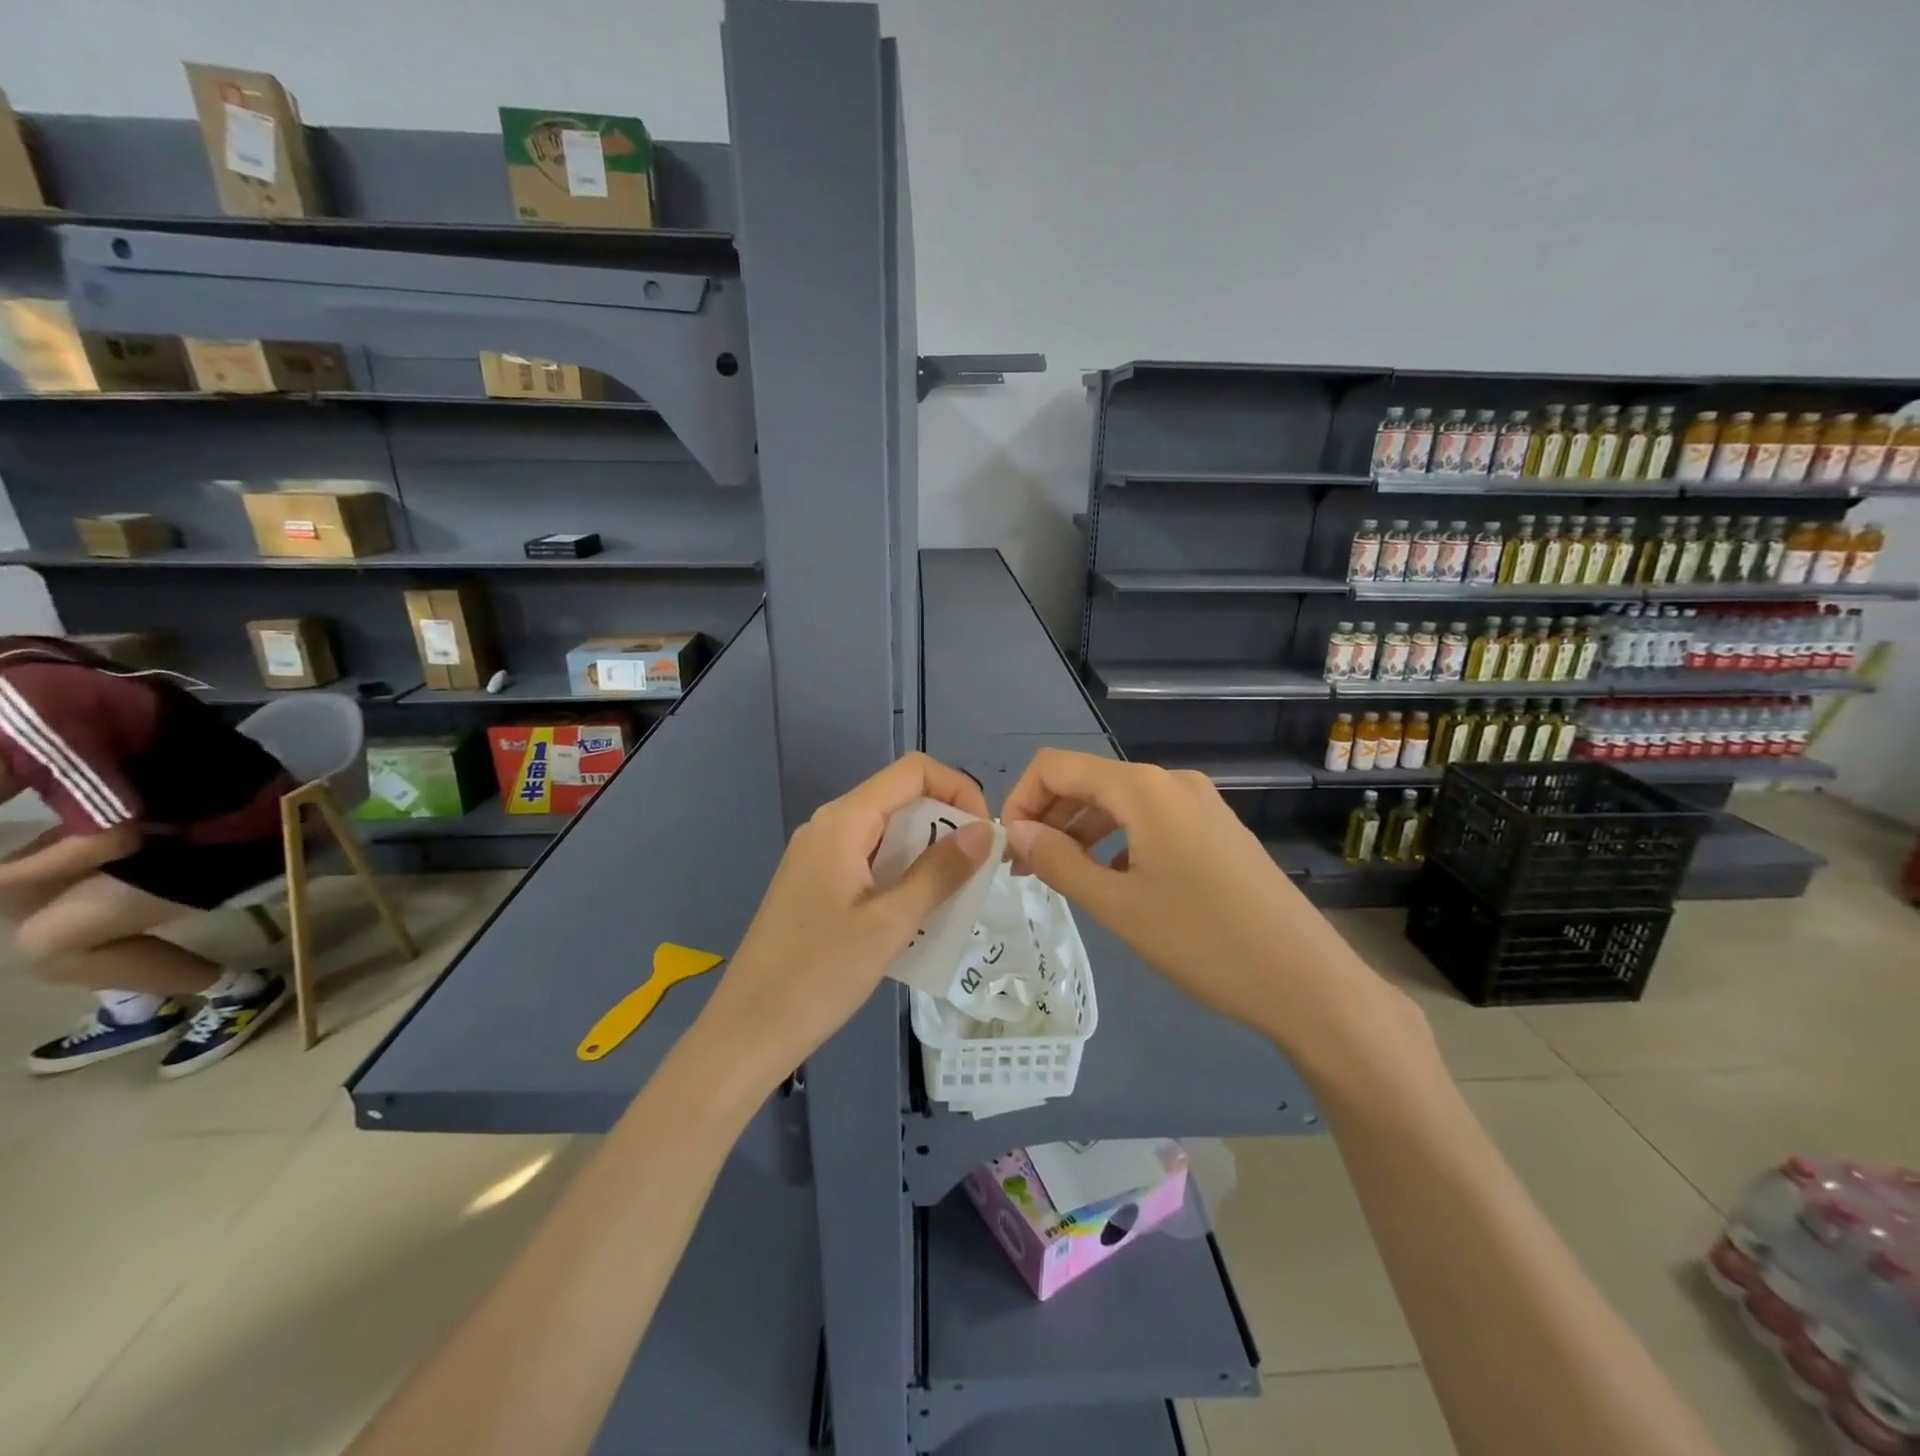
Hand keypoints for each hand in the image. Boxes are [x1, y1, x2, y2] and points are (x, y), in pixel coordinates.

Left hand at [699, 752, 993, 1083]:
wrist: (747, 1031)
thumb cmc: (820, 975)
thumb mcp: (891, 923)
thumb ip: (940, 872)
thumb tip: (984, 830)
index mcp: (844, 822)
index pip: (913, 772)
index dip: (958, 789)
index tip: (983, 835)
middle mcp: (829, 826)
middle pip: (900, 800)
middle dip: (945, 828)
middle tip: (974, 876)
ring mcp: (818, 856)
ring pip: (887, 835)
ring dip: (926, 857)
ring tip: (951, 902)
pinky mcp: (814, 884)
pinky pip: (869, 862)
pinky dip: (900, 877)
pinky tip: (915, 918)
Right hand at [1000, 750, 1408, 1056]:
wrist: (1307, 981)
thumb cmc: (1203, 942)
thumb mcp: (1118, 906)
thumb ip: (1059, 862)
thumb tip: (1015, 832)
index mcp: (1143, 789)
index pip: (1057, 767)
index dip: (1021, 799)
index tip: (1008, 849)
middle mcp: (1171, 782)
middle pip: (1088, 782)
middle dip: (1048, 818)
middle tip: (1025, 870)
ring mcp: (1200, 804)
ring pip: (1119, 804)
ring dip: (1080, 832)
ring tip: (1060, 877)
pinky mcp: (1217, 830)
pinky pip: (1151, 821)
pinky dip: (1117, 841)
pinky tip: (1112, 881)